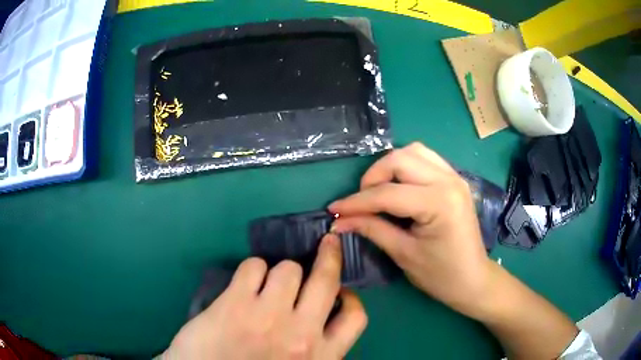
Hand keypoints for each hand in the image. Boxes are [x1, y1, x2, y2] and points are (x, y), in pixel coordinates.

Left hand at [162, 234, 367, 359]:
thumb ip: (314, 347)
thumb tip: (318, 317)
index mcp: (320, 356)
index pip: (355, 317)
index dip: (350, 298)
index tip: (340, 292)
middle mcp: (301, 334)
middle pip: (327, 279)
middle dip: (329, 256)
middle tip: (327, 245)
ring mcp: (268, 315)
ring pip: (288, 268)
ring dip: (281, 271)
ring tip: (268, 283)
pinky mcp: (235, 303)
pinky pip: (253, 266)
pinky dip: (252, 269)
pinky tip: (244, 283)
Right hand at [329, 143, 494, 316]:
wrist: (473, 279)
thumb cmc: (441, 275)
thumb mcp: (403, 254)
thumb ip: (371, 229)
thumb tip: (340, 220)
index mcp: (439, 202)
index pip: (388, 193)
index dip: (356, 202)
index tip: (334, 209)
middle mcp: (449, 180)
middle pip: (400, 159)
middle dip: (372, 177)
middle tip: (361, 202)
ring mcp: (454, 176)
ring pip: (412, 152)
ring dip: (389, 167)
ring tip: (378, 192)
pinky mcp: (454, 179)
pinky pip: (425, 159)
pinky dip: (405, 167)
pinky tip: (398, 187)